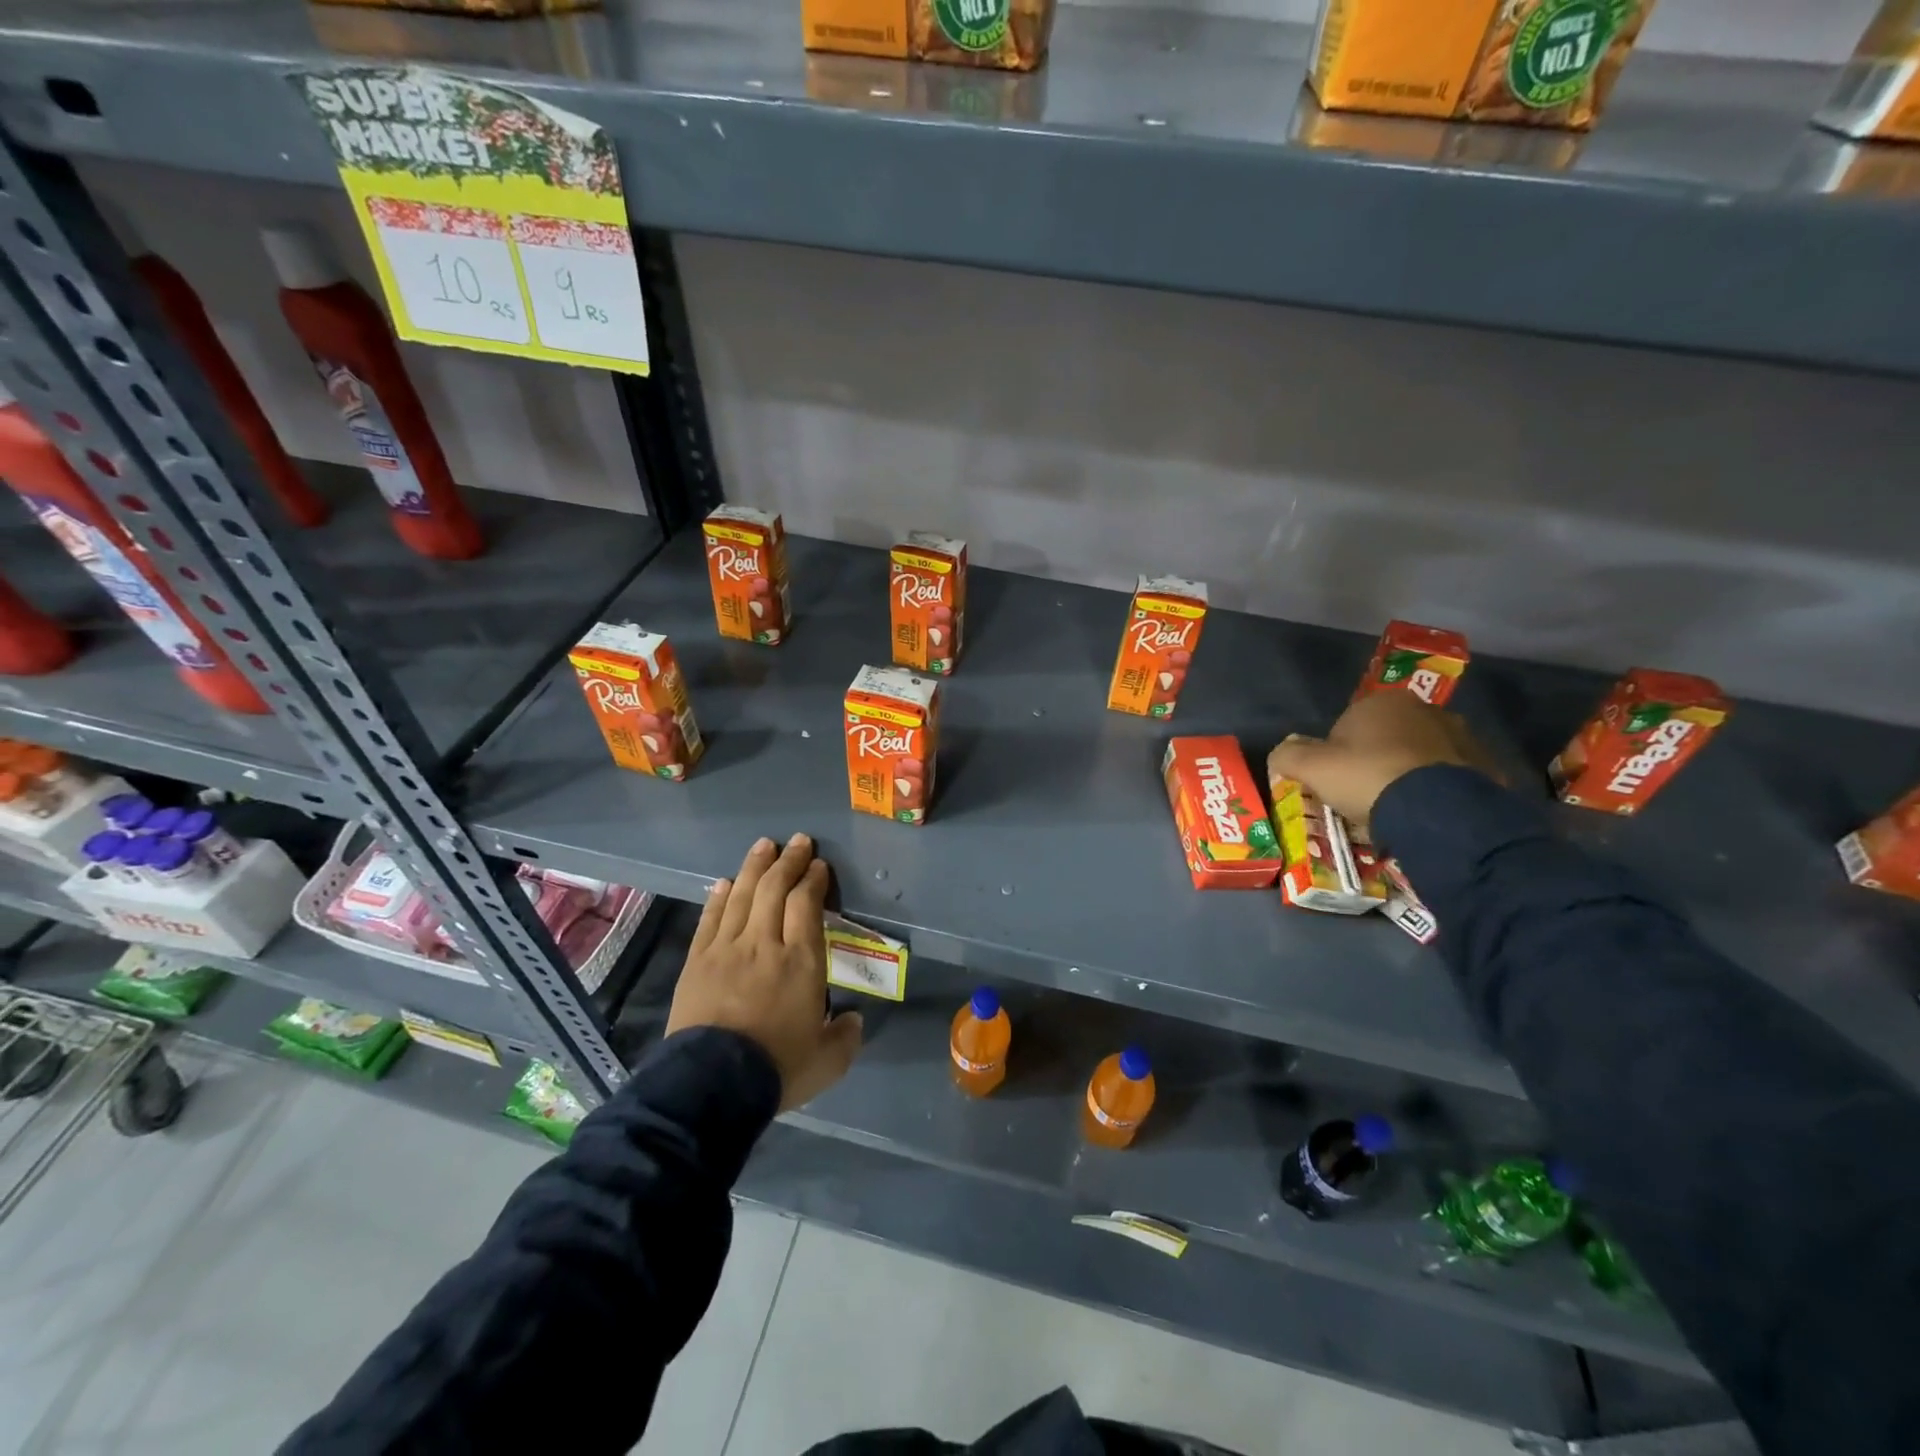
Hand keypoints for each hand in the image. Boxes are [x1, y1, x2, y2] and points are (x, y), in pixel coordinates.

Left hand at [667, 833, 861, 1111]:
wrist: (711, 1086)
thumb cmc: (776, 1069)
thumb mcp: (826, 1062)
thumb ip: (844, 1037)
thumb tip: (852, 1019)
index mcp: (802, 961)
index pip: (806, 904)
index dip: (813, 880)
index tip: (818, 866)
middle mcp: (765, 944)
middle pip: (775, 889)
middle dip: (789, 861)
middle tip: (798, 842)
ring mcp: (726, 949)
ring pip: (742, 895)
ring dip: (755, 867)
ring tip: (764, 845)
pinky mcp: (697, 961)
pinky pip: (710, 919)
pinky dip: (719, 897)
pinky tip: (725, 882)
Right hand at [1267, 692, 1495, 827]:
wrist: (1438, 810)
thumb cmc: (1367, 777)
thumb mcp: (1309, 767)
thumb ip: (1288, 755)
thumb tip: (1282, 754)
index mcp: (1381, 702)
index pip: (1346, 726)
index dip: (1336, 755)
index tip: (1335, 782)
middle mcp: (1424, 710)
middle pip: (1386, 739)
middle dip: (1375, 761)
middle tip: (1364, 796)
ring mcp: (1460, 737)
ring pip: (1420, 757)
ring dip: (1408, 775)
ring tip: (1397, 809)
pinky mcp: (1485, 766)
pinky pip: (1449, 778)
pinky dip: (1437, 791)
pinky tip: (1425, 814)